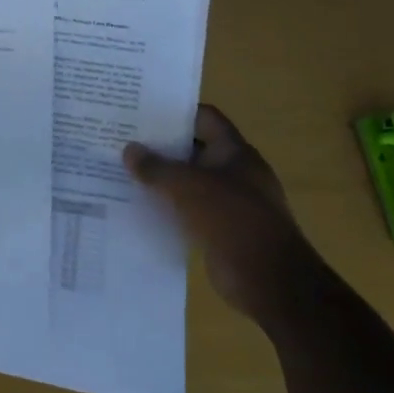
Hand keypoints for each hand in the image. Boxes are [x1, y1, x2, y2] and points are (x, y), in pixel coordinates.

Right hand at [124, 103, 317, 321]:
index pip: (204, 117)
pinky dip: (169, 208)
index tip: (141, 111)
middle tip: (124, 141)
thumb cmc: (232, 219)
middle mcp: (235, 172)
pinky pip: (190, 211)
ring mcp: (231, 203)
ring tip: (124, 172)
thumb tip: (129, 150)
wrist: (270, 281)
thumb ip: (156, 167)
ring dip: (163, 180)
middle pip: (194, 149)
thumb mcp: (187, 186)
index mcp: (235, 151)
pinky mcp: (222, 231)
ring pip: (190, 182)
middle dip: (161, 146)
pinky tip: (140, 207)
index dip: (175, 112)